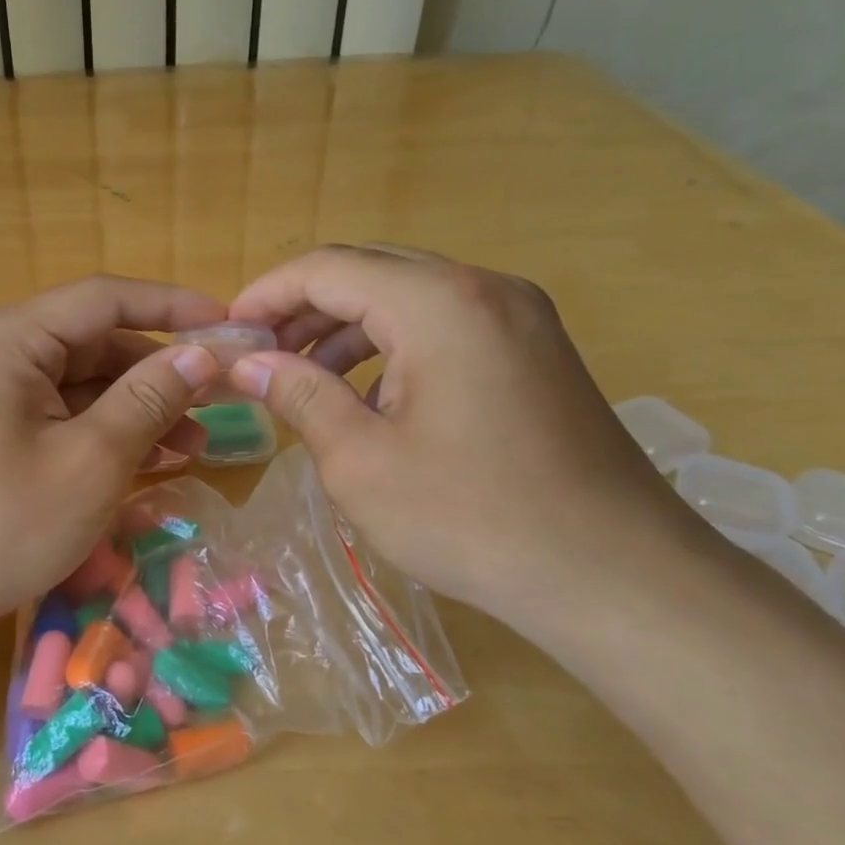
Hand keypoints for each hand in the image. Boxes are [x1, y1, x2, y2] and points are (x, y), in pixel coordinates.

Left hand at [0, 276, 223, 641]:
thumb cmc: (2, 524)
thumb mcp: (91, 460)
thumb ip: (149, 399)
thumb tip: (203, 355)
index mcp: (11, 339)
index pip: (103, 299)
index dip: (171, 307)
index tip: (228, 325)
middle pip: (94, 342)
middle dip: (158, 370)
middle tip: (220, 398)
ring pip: (82, 384)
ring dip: (139, 408)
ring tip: (195, 445)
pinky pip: (63, 416)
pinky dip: (107, 433)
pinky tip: (152, 460)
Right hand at [225, 245, 699, 629]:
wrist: (616, 576)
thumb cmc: (472, 518)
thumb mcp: (360, 461)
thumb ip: (299, 395)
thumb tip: (248, 363)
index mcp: (438, 303)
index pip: (329, 268)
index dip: (267, 293)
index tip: (228, 331)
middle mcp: (484, 289)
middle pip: (370, 271)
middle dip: (304, 308)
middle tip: (259, 353)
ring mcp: (519, 317)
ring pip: (408, 296)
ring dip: (346, 327)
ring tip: (303, 377)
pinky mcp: (535, 351)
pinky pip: (445, 324)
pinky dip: (393, 345)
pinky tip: (368, 395)